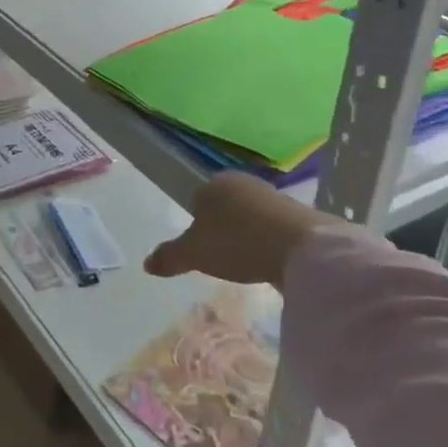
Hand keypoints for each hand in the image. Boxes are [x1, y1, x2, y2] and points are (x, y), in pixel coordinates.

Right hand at [144, 172, 369, 286]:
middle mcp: (243, 182)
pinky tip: (270, 262)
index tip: (202, 250)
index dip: (197, 226)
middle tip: (223, 259)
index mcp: (214, 183)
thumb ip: (169, 257)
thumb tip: (146, 264)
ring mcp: (273, 195)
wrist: (301, 247)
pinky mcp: (298, 214)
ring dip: (248, 237)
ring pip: (250, 217)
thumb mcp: (194, 254)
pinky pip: (274, 228)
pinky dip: (270, 243)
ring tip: (248, 264)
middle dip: (223, 230)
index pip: (197, 201)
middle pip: (225, 208)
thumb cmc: (237, 243)